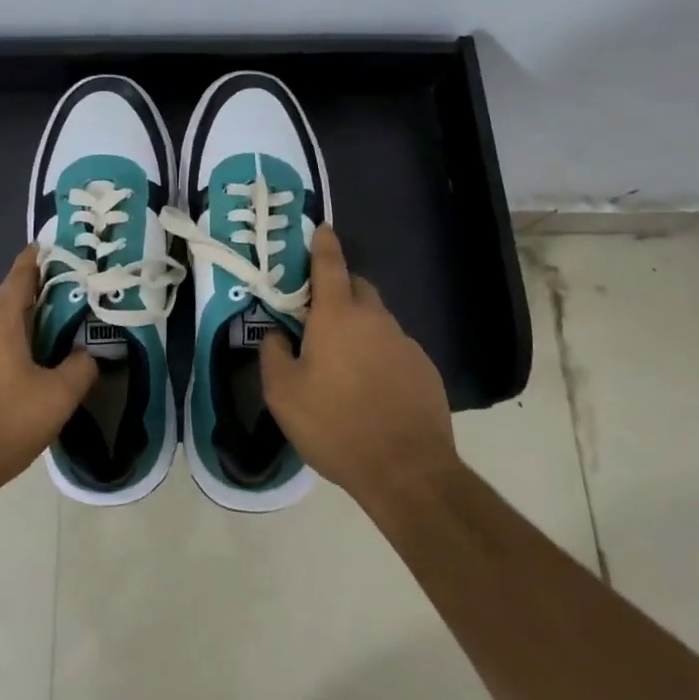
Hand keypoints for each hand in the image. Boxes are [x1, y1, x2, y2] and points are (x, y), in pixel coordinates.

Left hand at [0, 246, 96, 519]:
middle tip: (54, 341)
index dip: (34, 261)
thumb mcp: (56, 401)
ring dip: (4, 351)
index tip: (44, 247)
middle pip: (3, 314)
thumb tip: (87, 352)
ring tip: (25, 382)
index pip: (19, 277)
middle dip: (28, 322)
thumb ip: (80, 369)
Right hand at [259, 225, 457, 513]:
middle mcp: (375, 319)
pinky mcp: (425, 369)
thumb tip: (277, 334)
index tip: (322, 228)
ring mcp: (405, 343)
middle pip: (356, 288)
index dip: (324, 244)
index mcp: (337, 316)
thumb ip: (273, 353)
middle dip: (338, 290)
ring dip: (358, 328)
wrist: (407, 471)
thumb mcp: (283, 393)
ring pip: (376, 320)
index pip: (330, 264)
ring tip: (343, 365)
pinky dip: (379, 355)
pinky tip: (371, 389)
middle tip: (318, 316)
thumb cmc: (335, 425)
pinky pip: (394, 348)